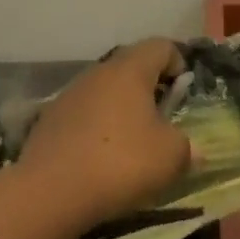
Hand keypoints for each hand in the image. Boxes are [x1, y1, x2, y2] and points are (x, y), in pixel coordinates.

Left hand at [17, 39, 193, 225]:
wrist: (49, 192)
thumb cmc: (120, 163)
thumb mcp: (171, 157)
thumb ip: (187, 146)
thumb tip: (190, 148)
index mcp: (130, 69)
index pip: (161, 46)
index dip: (178, 64)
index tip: (183, 95)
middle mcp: (98, 72)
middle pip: (131, 67)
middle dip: (149, 89)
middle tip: (161, 121)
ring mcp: (70, 94)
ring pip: (105, 91)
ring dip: (121, 110)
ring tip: (130, 144)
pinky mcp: (49, 119)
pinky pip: (83, 114)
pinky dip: (97, 128)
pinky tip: (99, 158)